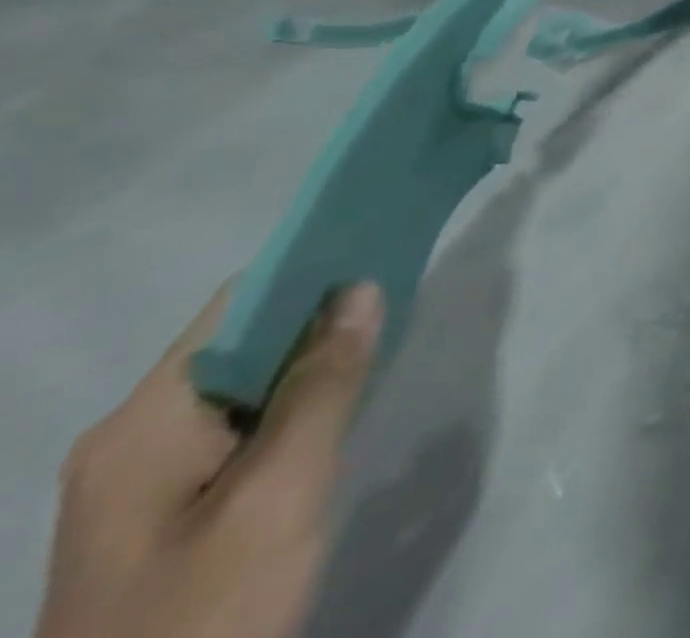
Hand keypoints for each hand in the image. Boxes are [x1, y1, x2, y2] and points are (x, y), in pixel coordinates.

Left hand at [34, 283, 384, 637]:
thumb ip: (324, 384)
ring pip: (245, 384)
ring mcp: (140, 480)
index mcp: (143, 421)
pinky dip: (293, 400)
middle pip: (241, 340)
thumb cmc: (206, 609)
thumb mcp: (281, 492)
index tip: (383, 246)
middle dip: (321, 312)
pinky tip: (337, 405)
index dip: (312, 267)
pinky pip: (239, 424)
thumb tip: (359, 289)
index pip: (238, 305)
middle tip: (400, 291)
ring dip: (311, 358)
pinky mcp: (163, 511)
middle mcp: (131, 437)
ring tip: (383, 337)